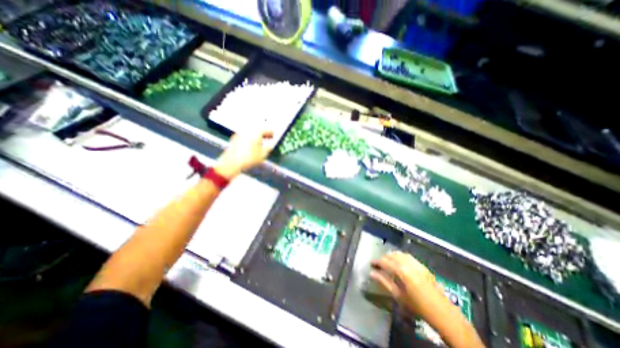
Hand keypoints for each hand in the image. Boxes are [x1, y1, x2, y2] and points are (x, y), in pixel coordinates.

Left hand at [214, 130, 272, 178]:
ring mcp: (240, 134)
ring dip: (256, 137)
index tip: (273, 135)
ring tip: (260, 143)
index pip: (266, 130)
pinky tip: (251, 146)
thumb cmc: (250, 158)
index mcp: (256, 133)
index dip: (270, 133)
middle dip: (263, 134)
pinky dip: (250, 140)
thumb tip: (271, 145)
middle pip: (257, 130)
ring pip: (251, 134)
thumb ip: (269, 148)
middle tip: (267, 138)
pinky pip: (245, 137)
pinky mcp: (234, 139)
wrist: (233, 163)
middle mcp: (248, 131)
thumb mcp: (263, 154)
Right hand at [370, 252, 448, 316]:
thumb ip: (384, 282)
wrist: (442, 312)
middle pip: (392, 255)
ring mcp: (416, 263)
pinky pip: (408, 256)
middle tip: (378, 265)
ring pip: (400, 253)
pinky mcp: (422, 265)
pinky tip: (399, 262)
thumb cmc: (417, 307)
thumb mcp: (398, 296)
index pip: (385, 261)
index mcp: (401, 271)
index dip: (376, 262)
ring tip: (387, 262)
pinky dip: (400, 256)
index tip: (371, 264)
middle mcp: (408, 263)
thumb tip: (372, 273)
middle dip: (383, 258)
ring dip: (392, 256)